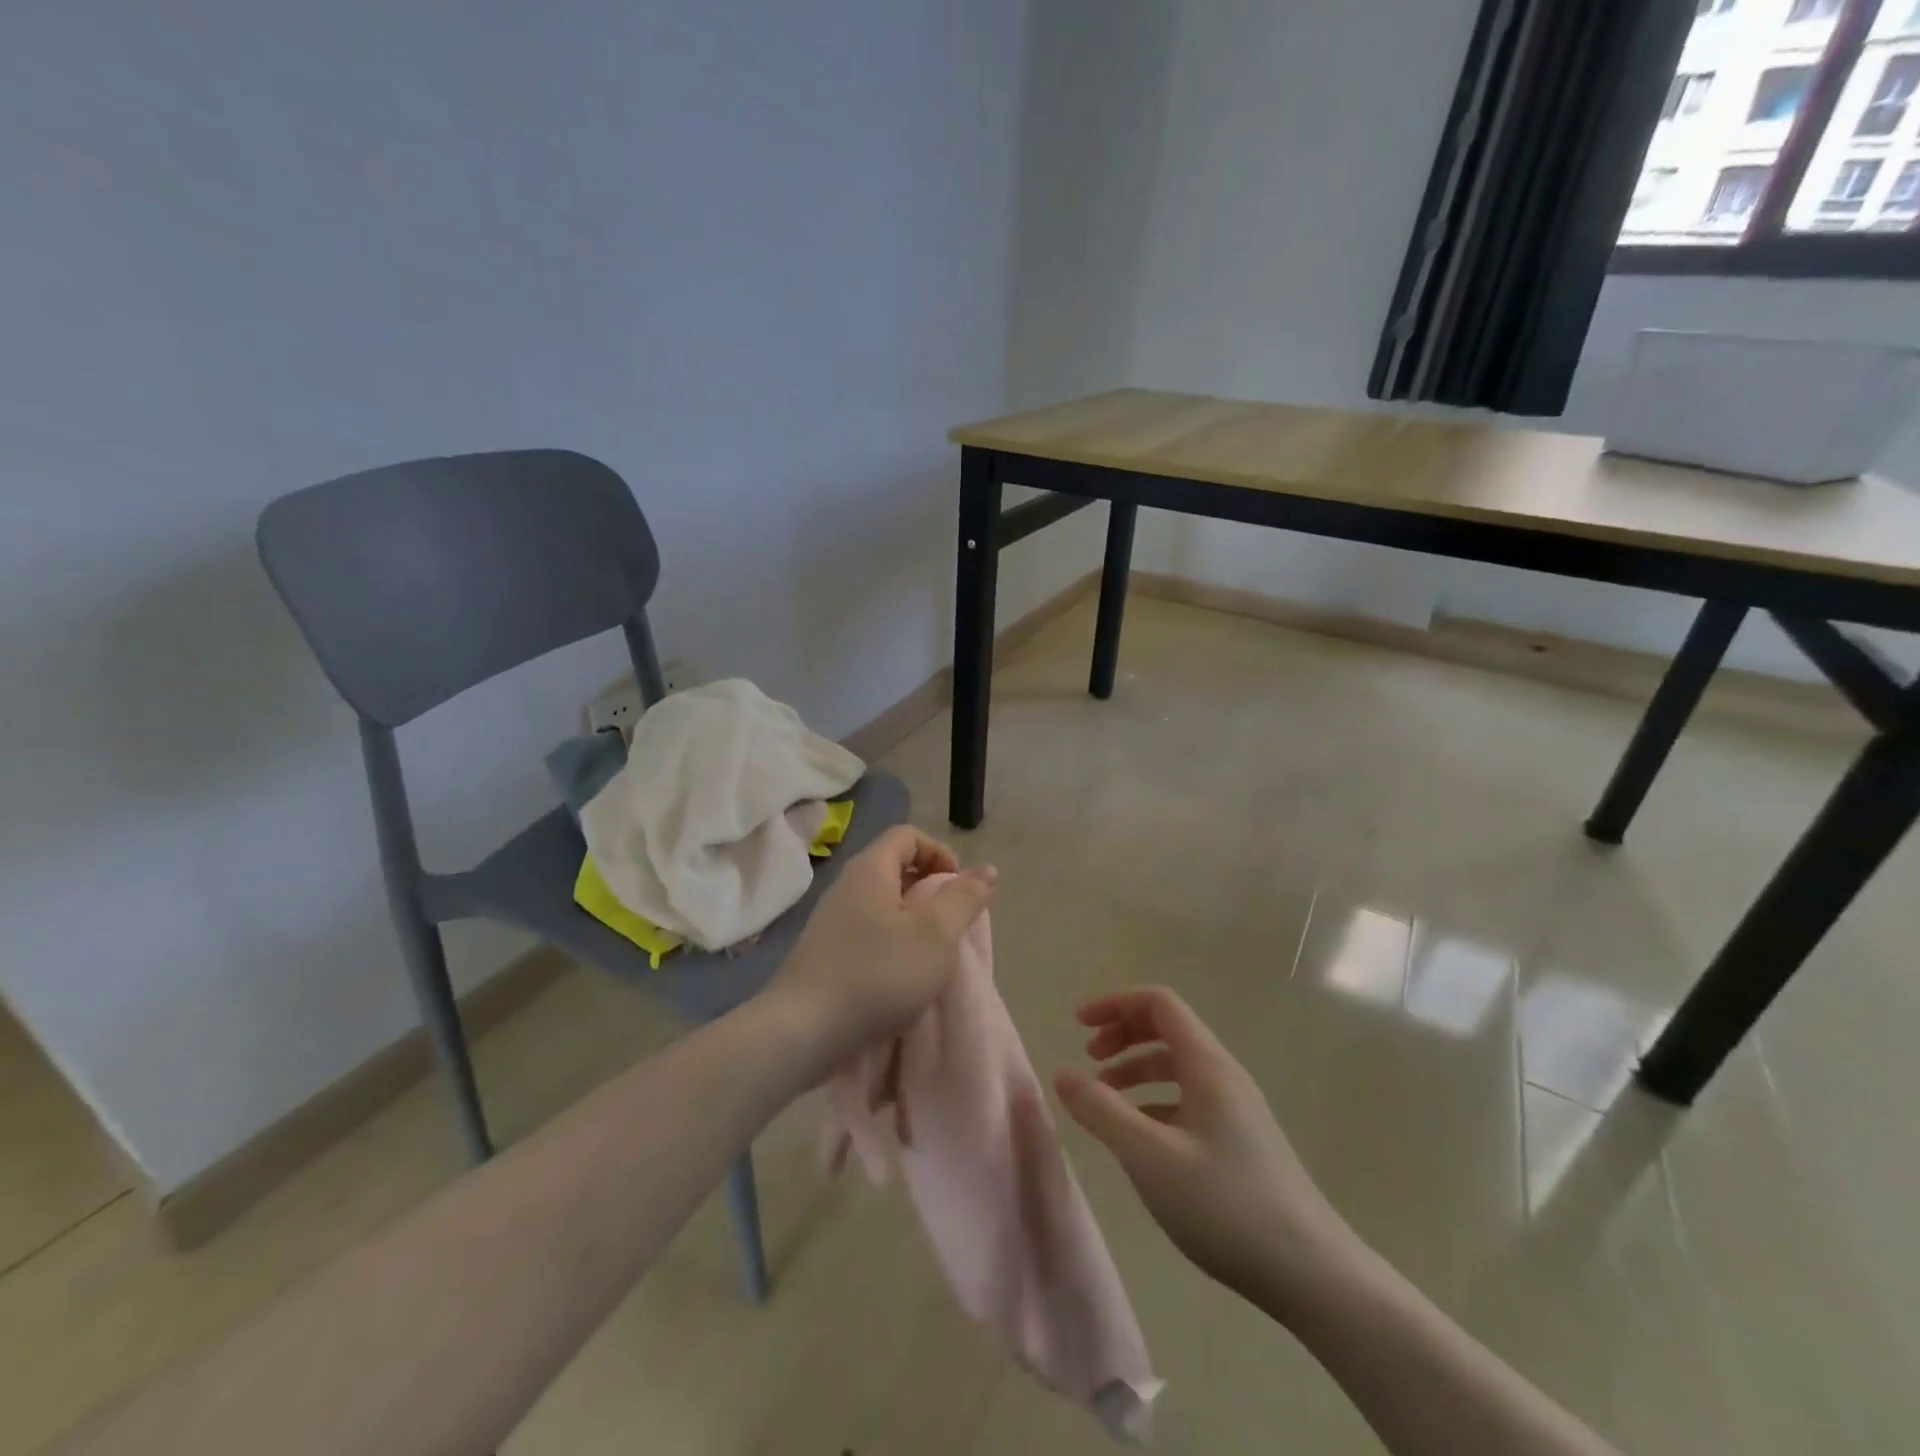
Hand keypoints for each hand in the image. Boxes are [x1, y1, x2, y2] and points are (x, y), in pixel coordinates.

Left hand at [767, 825, 995, 1070]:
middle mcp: (847, 886)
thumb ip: (964, 898)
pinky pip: (867, 931)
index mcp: (870, 869)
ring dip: (912, 920)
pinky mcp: (825, 953)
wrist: (802, 1031)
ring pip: (882, 903)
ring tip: (930, 953)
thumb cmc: (878, 974)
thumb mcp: (936, 934)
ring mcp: (831, 920)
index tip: (958, 889)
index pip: (908, 835)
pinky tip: (900, 976)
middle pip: (894, 867)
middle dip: (929, 888)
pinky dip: (892, 942)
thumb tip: (986, 869)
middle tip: (950, 923)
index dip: (939, 852)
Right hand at [1054, 986, 1353, 1313]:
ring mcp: (1236, 1108)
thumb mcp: (1150, 1158)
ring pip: (1177, 1065)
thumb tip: (1062, 1075)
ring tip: (1104, 1096)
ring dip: (1136, 1067)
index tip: (1078, 1025)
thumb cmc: (1226, 1206)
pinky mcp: (1240, 1140)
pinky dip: (1154, 1099)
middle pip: (1167, 1027)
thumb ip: (1102, 1112)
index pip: (1158, 1003)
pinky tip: (1139, 1135)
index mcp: (1207, 1064)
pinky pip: (1188, 1098)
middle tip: (1089, 1058)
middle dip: (1123, 1032)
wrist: (1313, 1274)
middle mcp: (1224, 1075)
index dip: (1115, 1004)